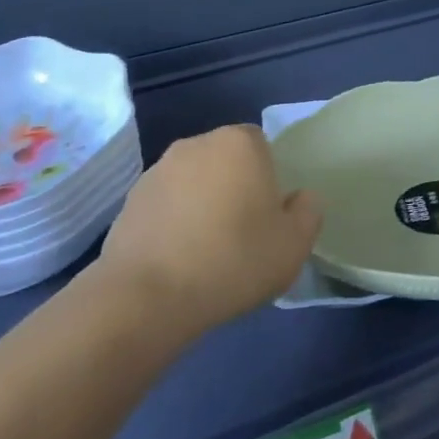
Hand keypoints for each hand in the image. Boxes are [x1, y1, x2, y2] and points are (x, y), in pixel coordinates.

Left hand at [96, 125, 322, 332]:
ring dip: (201, 204)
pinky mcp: (130, 199)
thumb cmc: (233, 260)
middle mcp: (196, 144)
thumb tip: (301, 198)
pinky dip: (174, 222)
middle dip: (234, 186)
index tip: (267, 214)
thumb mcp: (293, 245)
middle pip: (225, 160)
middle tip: (242, 233)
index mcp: (239, 144)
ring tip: (207, 251)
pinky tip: (177, 259)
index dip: (268, 177)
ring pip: (193, 181)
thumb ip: (308, 212)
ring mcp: (157, 170)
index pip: (261, 144)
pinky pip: (166, 204)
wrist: (148, 294)